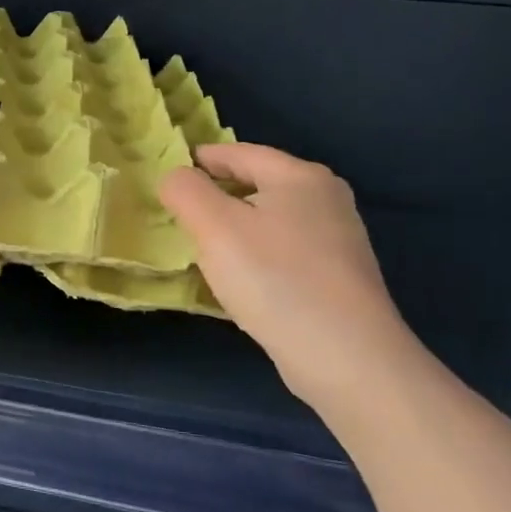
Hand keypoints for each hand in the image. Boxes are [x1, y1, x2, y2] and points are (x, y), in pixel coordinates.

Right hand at [159, 143, 416, 404]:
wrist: (345, 358)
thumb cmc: (275, 279)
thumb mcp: (214, 226)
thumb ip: (185, 190)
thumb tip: (175, 177)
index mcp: (300, 176)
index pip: (237, 152)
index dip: (197, 161)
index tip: (165, 180)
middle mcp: (326, 199)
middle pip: (255, 184)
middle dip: (214, 196)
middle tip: (177, 216)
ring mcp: (337, 239)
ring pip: (268, 219)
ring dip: (233, 228)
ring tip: (201, 249)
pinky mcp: (337, 276)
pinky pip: (282, 250)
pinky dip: (254, 254)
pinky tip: (238, 279)